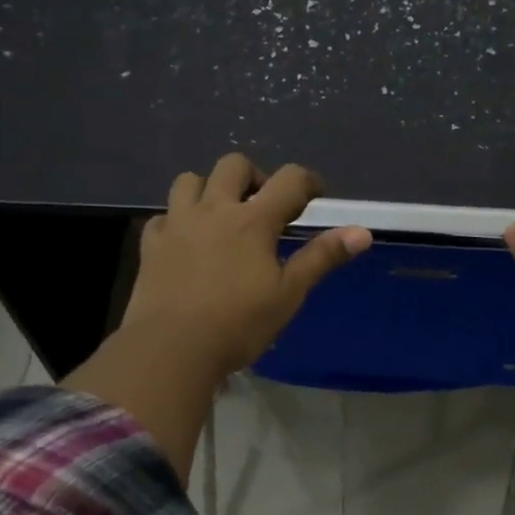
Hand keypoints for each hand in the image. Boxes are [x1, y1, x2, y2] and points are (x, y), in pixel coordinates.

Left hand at [121, 152, 373, 378]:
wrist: (171, 349)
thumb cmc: (238, 324)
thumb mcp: (289, 294)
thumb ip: (322, 257)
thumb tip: (363, 232)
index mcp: (253, 220)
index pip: (289, 180)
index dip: (308, 181)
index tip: (316, 195)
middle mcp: (214, 210)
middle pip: (233, 165)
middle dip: (255, 177)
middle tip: (264, 207)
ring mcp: (177, 223)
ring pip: (190, 180)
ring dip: (209, 188)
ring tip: (220, 216)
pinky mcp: (151, 244)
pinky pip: (163, 216)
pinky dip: (177, 220)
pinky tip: (186, 242)